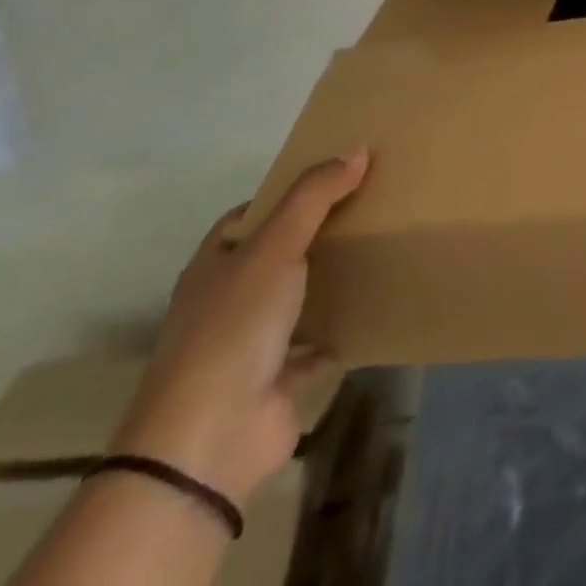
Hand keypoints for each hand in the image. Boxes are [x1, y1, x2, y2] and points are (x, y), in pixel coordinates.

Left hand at [109, 151, 369, 503]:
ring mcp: (247, 348)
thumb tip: (357, 149)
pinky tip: (369, 314)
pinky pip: (312, 351)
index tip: (329, 180)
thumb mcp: (276, 245)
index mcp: (213, 269)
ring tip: (374, 255)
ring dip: (324, 286)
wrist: (211, 438)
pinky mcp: (273, 385)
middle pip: (272, 258)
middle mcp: (225, 305)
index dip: (281, 197)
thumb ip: (315, 196)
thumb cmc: (234, 326)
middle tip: (364, 210)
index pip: (244, 219)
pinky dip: (336, 335)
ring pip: (292, 304)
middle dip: (312, 237)